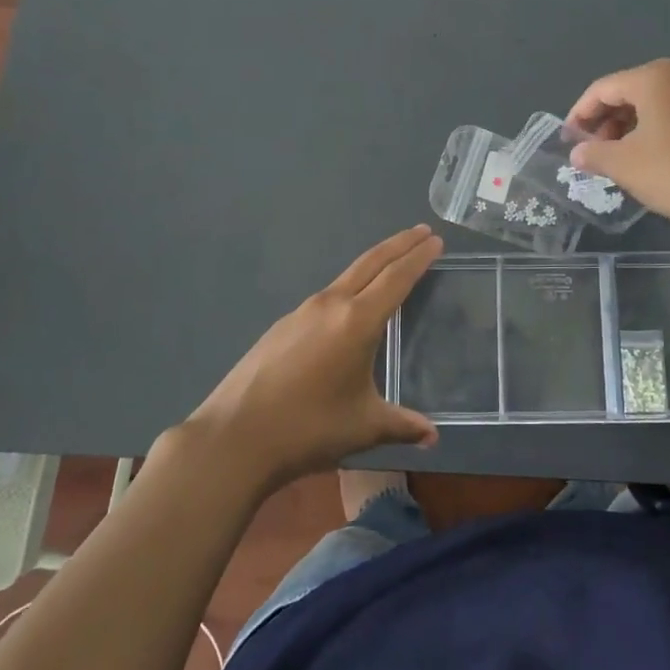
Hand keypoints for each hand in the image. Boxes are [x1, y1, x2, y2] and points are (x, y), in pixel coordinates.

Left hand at [185, 226, 442, 490]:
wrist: (234, 437)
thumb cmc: (307, 428)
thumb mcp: (363, 427)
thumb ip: (401, 425)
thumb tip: (432, 436)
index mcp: (356, 321)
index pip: (396, 278)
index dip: (418, 257)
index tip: (435, 240)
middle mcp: (330, 305)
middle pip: (371, 263)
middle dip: (399, 245)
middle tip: (422, 232)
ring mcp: (302, 312)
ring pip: (346, 276)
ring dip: (373, 264)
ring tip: (392, 264)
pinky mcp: (283, 325)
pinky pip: (326, 295)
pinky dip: (349, 287)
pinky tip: (350, 306)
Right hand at [566, 59, 669, 232]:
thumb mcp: (624, 165)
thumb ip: (594, 153)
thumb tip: (577, 153)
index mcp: (654, 76)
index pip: (602, 88)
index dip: (580, 114)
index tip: (569, 140)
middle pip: (630, 91)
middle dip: (606, 121)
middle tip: (594, 152)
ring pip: (655, 103)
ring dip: (630, 126)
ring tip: (619, 158)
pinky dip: (657, 129)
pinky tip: (651, 157)